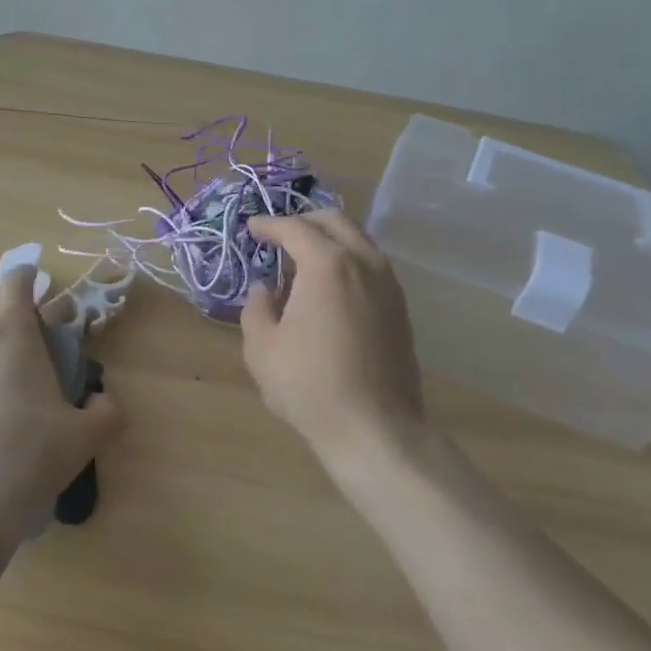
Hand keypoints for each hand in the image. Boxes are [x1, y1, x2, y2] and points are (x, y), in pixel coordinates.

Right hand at [241, 211, 428, 480]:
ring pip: (358, 240)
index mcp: (327, 265)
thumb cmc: (310, 386)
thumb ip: (257, 307)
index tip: (250, 228)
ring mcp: (388, 283)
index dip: (268, 225)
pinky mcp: (400, 306)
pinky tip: (330, 287)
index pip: (294, 228)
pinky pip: (371, 265)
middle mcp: (363, 262)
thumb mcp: (262, 349)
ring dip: (329, 240)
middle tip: (279, 236)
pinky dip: (348, 260)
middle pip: (334, 221)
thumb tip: (266, 288)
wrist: (375, 428)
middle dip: (303, 221)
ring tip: (303, 261)